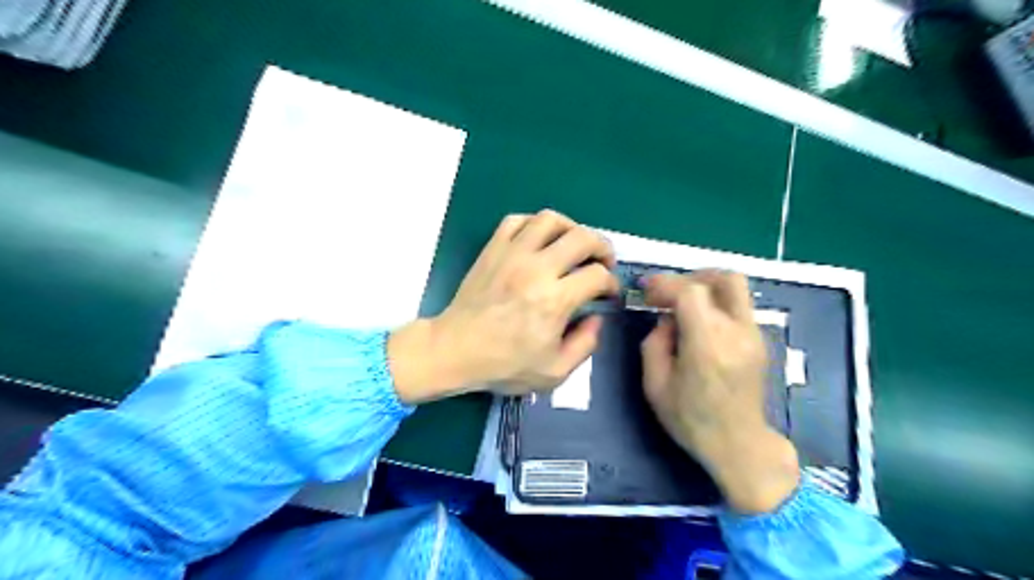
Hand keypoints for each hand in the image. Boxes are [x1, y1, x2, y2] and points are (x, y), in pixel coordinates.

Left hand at [386, 210, 610, 404]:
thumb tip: (597, 317)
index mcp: (554, 300)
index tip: (607, 294)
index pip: (597, 275)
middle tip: (603, 262)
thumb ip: (585, 344)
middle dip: (602, 247)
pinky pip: (517, 220)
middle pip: (582, 237)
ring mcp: (512, 254)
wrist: (455, 350)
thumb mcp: (554, 371)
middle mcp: (536, 268)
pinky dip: (535, 225)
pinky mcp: (492, 249)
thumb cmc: (504, 365)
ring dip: (571, 228)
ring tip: (574, 245)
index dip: (611, 283)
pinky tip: (540, 241)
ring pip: (550, 219)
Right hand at [644, 270, 801, 512]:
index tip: (645, 291)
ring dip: (706, 287)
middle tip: (669, 293)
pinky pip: (738, 307)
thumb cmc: (691, 420)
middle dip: (691, 277)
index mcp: (708, 342)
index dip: (665, 283)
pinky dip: (716, 303)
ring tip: (683, 306)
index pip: (690, 291)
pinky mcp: (759, 341)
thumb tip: (667, 320)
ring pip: (736, 289)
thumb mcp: (655, 385)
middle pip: (724, 278)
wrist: (739, 446)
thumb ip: (655, 343)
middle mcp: (737, 331)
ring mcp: (754, 335)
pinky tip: (700, 325)